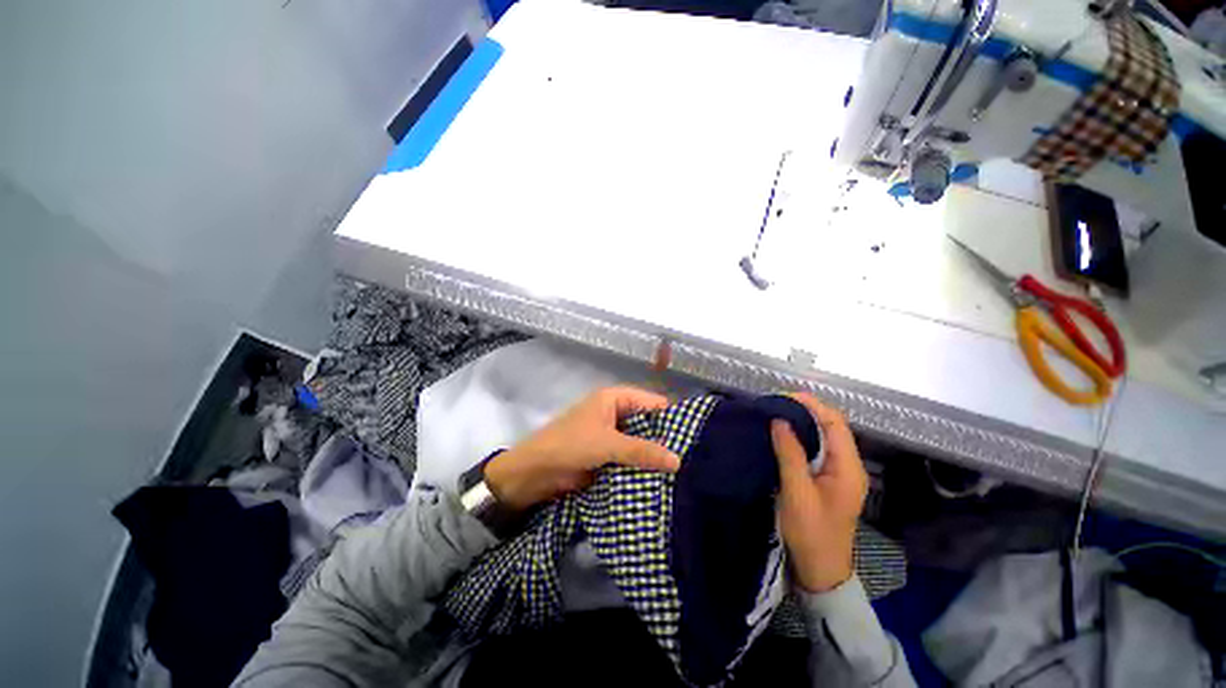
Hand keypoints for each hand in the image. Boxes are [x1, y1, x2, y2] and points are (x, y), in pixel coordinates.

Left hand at [483, 386, 681, 510]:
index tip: (697, 438)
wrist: (533, 473)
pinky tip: (663, 483)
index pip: (653, 402)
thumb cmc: (569, 445)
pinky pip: (631, 459)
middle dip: (666, 440)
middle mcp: (617, 413)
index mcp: (615, 399)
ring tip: (686, 475)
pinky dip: (643, 468)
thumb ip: (641, 450)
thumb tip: (678, 461)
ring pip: (641, 443)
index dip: (673, 417)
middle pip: (649, 424)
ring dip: (655, 457)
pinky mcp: (608, 456)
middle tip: (695, 460)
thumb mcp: (607, 444)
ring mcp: (613, 435)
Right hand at [771, 393, 867, 593]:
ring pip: (821, 438)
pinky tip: (780, 436)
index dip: (812, 405)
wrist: (820, 570)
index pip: (835, 423)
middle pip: (830, 427)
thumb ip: (790, 454)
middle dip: (804, 411)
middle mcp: (847, 465)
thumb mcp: (797, 492)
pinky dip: (799, 438)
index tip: (783, 396)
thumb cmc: (811, 532)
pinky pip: (814, 450)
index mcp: (848, 467)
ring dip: (801, 423)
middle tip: (774, 404)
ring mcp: (837, 473)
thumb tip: (779, 420)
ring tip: (774, 415)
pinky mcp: (825, 480)